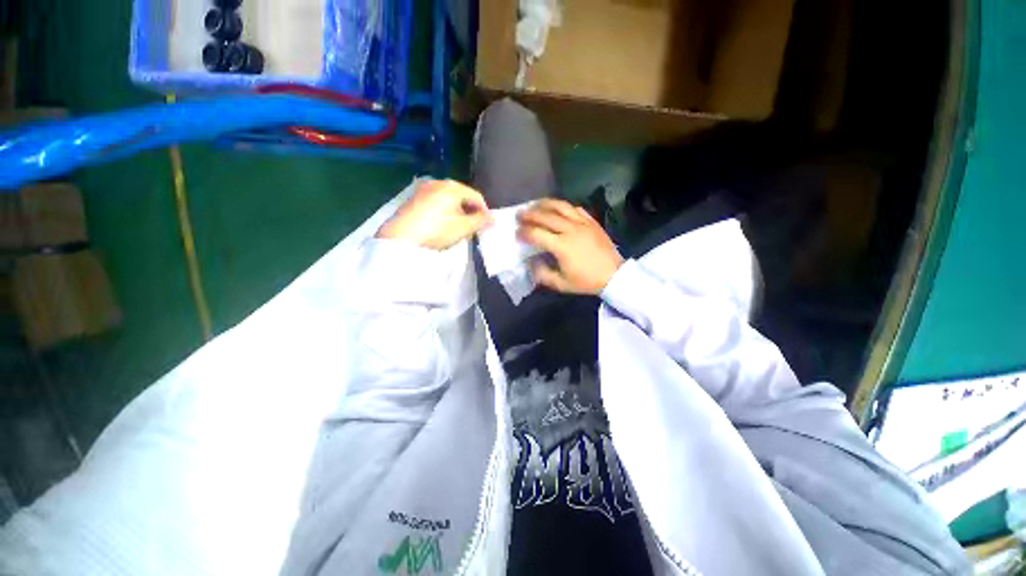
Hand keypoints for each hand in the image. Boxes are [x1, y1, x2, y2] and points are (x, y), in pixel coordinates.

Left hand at [377, 179, 492, 249]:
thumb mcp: (463, 227)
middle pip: (462, 196)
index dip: (484, 211)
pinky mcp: (414, 199)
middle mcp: (438, 182)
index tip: (487, 225)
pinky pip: (436, 203)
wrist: (401, 237)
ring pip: (449, 200)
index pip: (476, 196)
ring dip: (458, 212)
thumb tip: (492, 218)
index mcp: (452, 186)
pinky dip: (444, 212)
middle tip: (473, 228)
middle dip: (470, 211)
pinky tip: (442, 225)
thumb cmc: (437, 230)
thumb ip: (480, 221)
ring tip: (458, 228)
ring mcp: (424, 189)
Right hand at [517, 199, 622, 294]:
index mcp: (562, 246)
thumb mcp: (561, 284)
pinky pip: (575, 208)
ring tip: (534, 204)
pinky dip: (563, 207)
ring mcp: (582, 223)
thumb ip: (542, 274)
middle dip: (529, 214)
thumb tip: (530, 262)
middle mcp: (570, 230)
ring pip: (560, 206)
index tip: (516, 233)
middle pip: (545, 216)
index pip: (537, 234)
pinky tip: (557, 209)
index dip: (524, 232)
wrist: (614, 275)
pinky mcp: (591, 221)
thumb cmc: (586, 281)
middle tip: (519, 214)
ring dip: (544, 204)